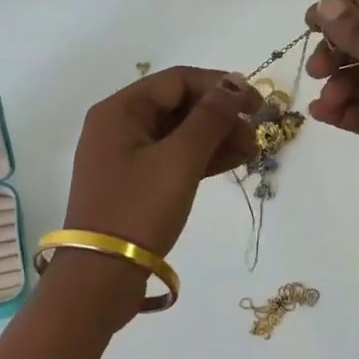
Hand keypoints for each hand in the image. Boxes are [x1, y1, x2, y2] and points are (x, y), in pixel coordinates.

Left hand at [55, 67, 261, 315]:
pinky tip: (234, 162)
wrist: (101, 277)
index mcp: (120, 110)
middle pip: (178, 105)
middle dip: (220, 115)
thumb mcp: (179, 160)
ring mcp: (125, 156)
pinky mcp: (134, 183)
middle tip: (255, 135)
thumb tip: (234, 86)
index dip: (220, 86)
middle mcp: (119, 126)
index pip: (177, 81)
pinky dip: (201, 158)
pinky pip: (172, 157)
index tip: (257, 103)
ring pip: (178, 133)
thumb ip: (210, 119)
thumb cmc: (139, 209)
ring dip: (216, 138)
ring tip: (252, 151)